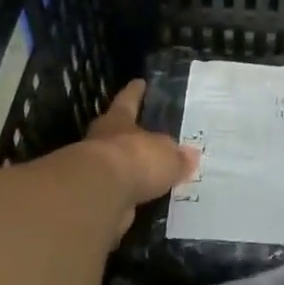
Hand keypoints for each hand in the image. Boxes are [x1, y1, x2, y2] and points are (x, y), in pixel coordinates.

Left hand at [74, 80, 199, 246]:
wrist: (99, 195)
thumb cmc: (135, 159)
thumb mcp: (167, 155)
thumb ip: (177, 157)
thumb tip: (190, 156)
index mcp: (118, 122)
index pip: (128, 101)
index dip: (134, 93)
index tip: (138, 82)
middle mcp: (102, 142)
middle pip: (115, 133)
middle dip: (127, 134)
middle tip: (142, 134)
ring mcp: (94, 172)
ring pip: (115, 166)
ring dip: (128, 170)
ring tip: (150, 176)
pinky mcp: (94, 199)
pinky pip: (116, 194)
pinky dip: (127, 197)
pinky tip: (143, 202)